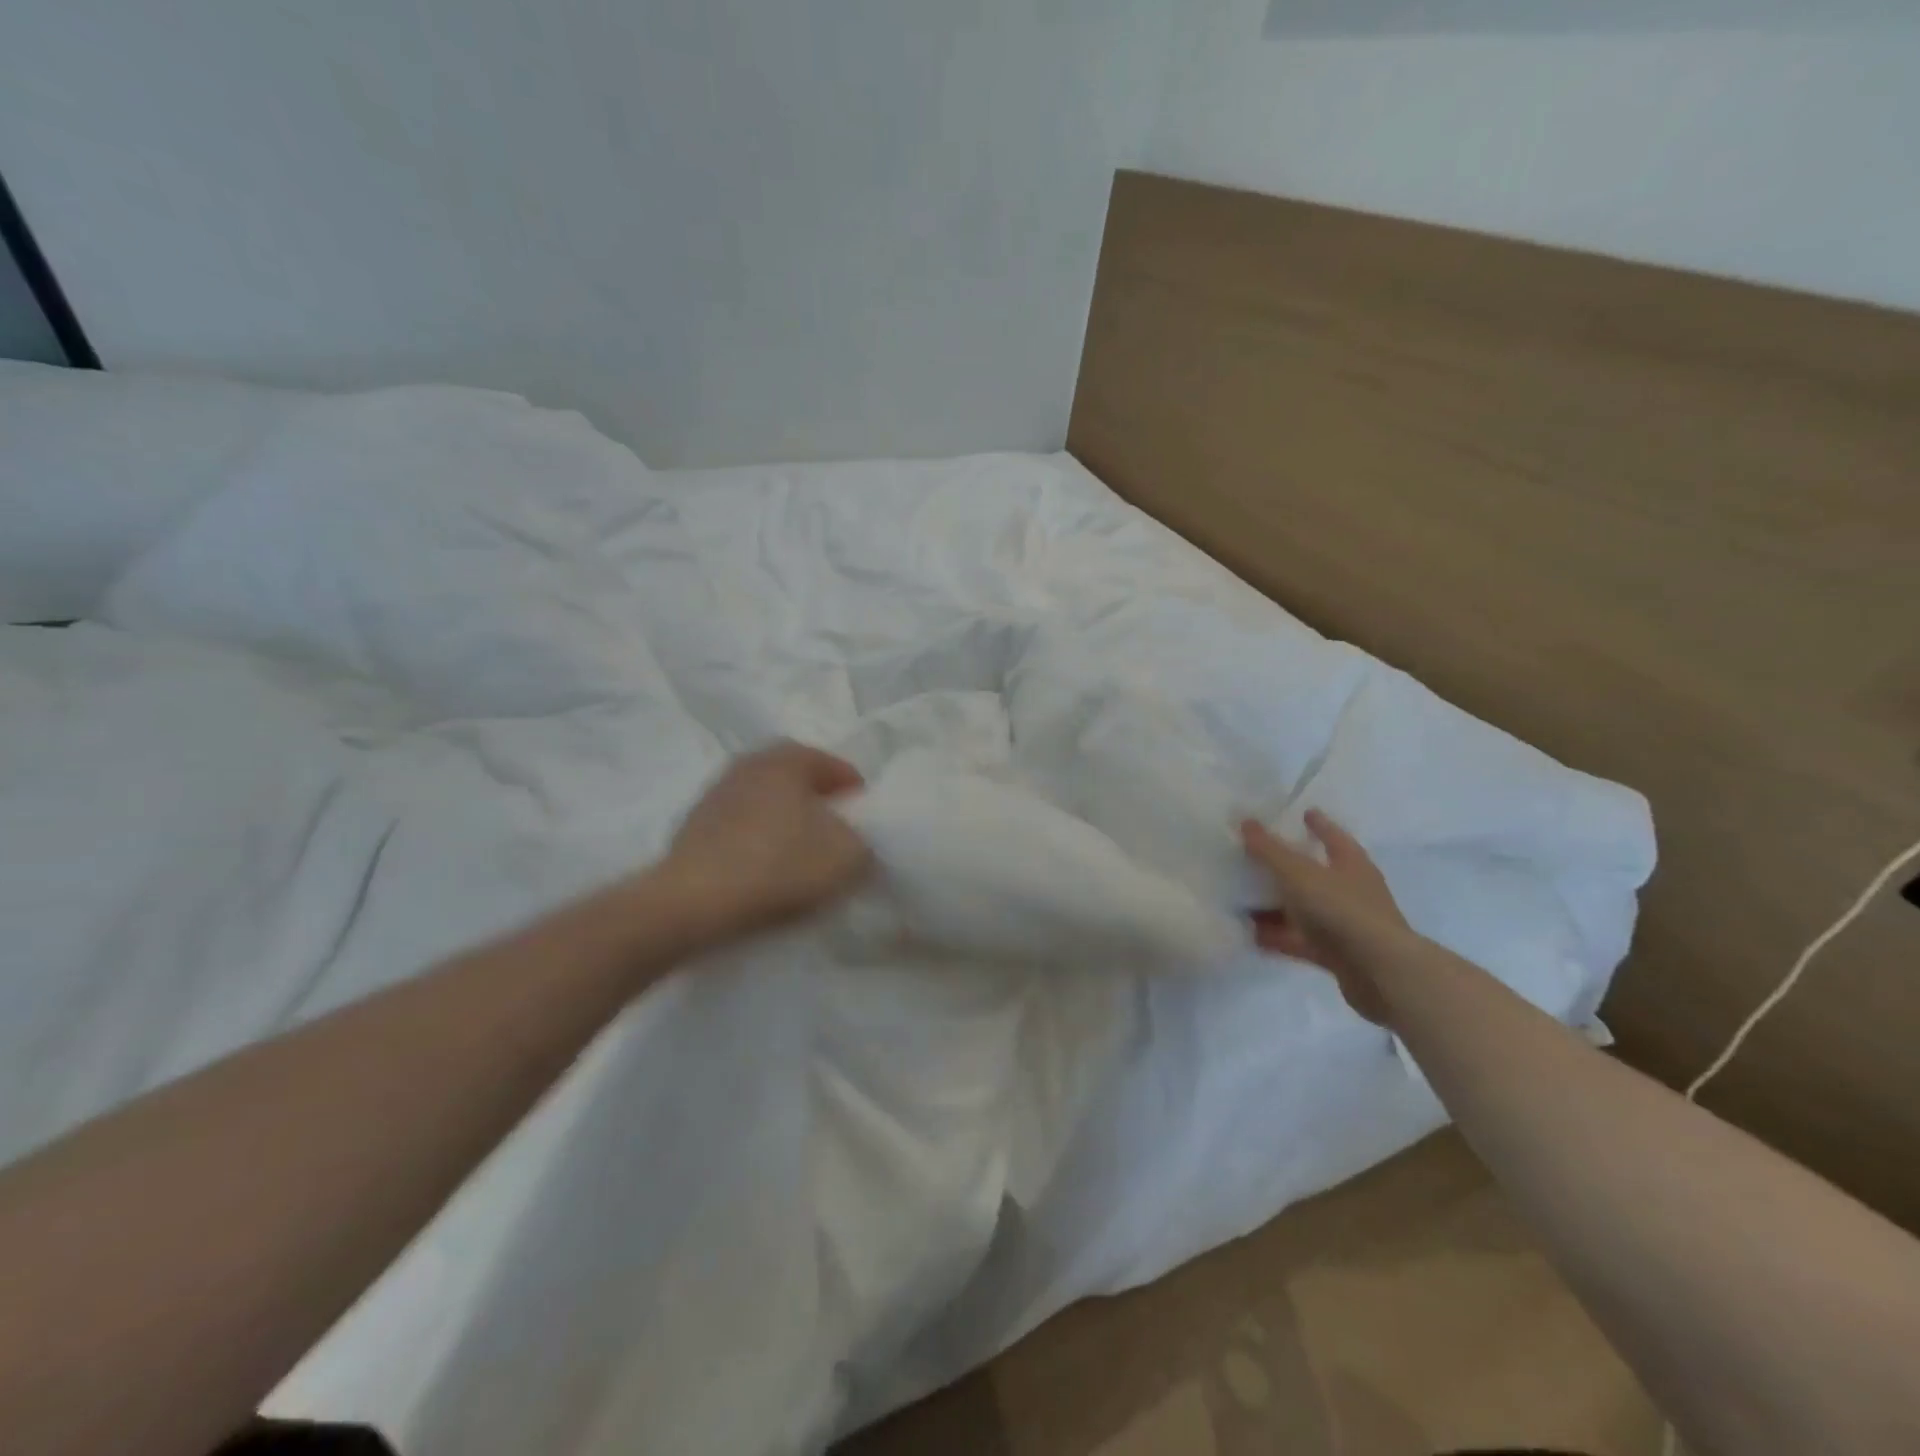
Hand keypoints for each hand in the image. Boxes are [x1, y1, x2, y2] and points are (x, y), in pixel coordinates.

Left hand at [663, 741, 873, 941]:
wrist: (692, 904)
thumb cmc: (778, 866)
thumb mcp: (848, 857)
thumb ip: (864, 841)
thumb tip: (854, 842)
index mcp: (786, 758)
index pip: (833, 764)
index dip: (855, 792)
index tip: (866, 821)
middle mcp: (748, 764)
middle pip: (795, 779)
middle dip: (818, 803)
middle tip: (836, 833)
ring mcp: (715, 795)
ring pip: (766, 802)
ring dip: (785, 822)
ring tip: (802, 856)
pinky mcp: (692, 828)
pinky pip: (740, 828)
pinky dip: (758, 843)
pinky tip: (767, 871)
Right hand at [1241, 809, 1412, 1026]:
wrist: (1380, 972)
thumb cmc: (1341, 909)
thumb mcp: (1298, 873)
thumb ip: (1269, 849)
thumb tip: (1245, 821)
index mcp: (1351, 864)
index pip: (1333, 836)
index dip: (1318, 824)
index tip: (1304, 813)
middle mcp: (1351, 891)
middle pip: (1315, 873)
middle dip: (1288, 866)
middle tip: (1256, 856)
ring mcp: (1344, 924)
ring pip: (1303, 909)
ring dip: (1277, 905)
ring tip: (1242, 898)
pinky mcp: (1336, 954)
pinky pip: (1299, 939)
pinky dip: (1277, 936)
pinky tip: (1250, 935)